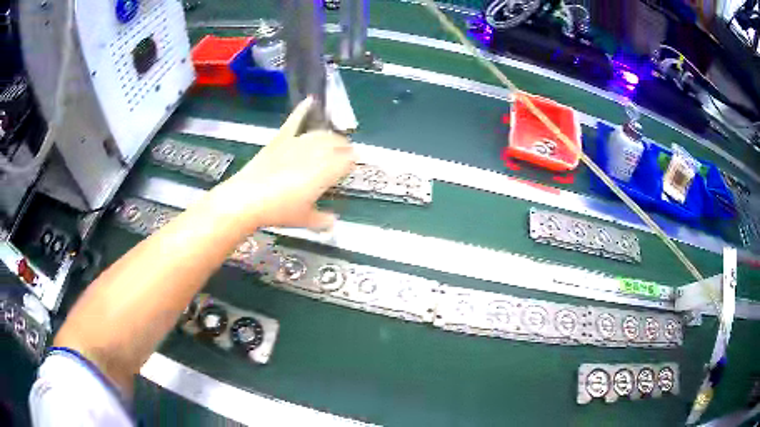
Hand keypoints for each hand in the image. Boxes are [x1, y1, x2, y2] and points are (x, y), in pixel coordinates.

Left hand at [213, 97, 355, 232]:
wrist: (247, 198)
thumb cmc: (279, 210)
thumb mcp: (304, 220)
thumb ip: (323, 220)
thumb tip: (333, 222)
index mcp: (326, 171)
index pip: (348, 159)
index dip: (352, 163)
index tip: (350, 168)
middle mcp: (316, 152)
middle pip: (337, 143)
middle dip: (344, 149)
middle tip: (343, 158)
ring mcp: (297, 142)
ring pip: (321, 133)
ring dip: (330, 136)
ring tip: (331, 143)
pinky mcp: (281, 138)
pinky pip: (294, 120)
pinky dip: (303, 110)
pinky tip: (310, 101)